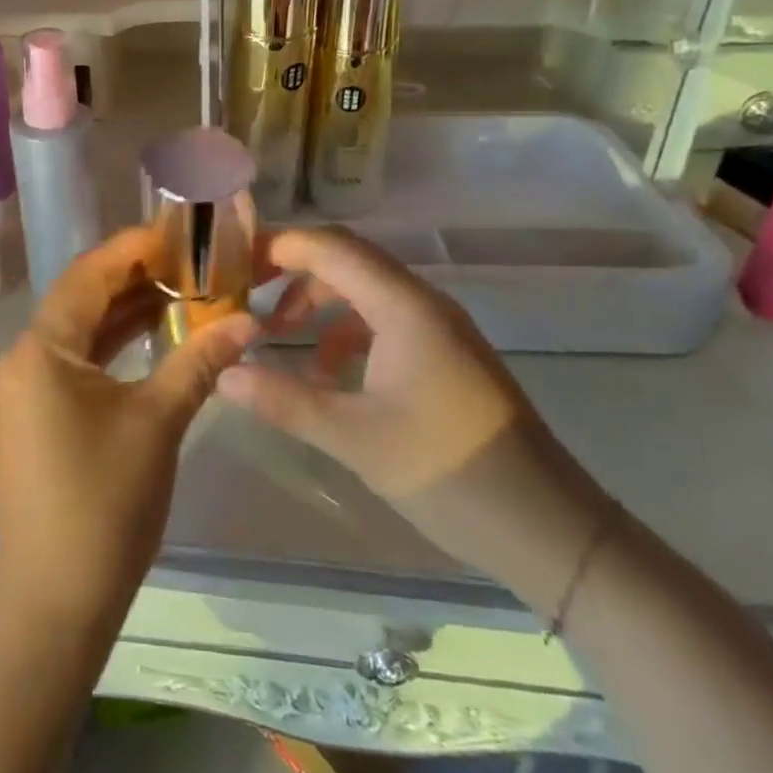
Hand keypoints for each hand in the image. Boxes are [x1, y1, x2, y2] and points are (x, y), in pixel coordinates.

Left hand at [0, 227, 255, 630]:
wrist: (55, 600)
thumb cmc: (105, 503)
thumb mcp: (158, 422)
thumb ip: (200, 362)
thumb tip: (248, 320)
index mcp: (41, 349)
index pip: (88, 275)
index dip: (133, 248)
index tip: (177, 232)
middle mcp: (22, 358)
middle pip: (81, 298)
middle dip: (133, 277)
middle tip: (188, 261)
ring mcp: (24, 389)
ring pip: (79, 331)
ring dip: (124, 311)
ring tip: (179, 291)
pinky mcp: (34, 415)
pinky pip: (75, 361)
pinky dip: (111, 345)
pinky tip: (150, 337)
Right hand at [216, 226, 603, 590]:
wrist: (548, 527)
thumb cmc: (449, 471)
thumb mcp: (354, 438)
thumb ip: (284, 400)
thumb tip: (224, 375)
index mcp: (403, 306)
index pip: (331, 247)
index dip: (280, 245)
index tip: (234, 265)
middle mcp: (421, 302)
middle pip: (346, 260)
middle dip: (293, 272)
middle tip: (247, 297)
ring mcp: (437, 327)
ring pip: (364, 290)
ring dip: (318, 303)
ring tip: (279, 338)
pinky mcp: (445, 354)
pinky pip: (383, 320)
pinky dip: (345, 332)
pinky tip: (326, 374)